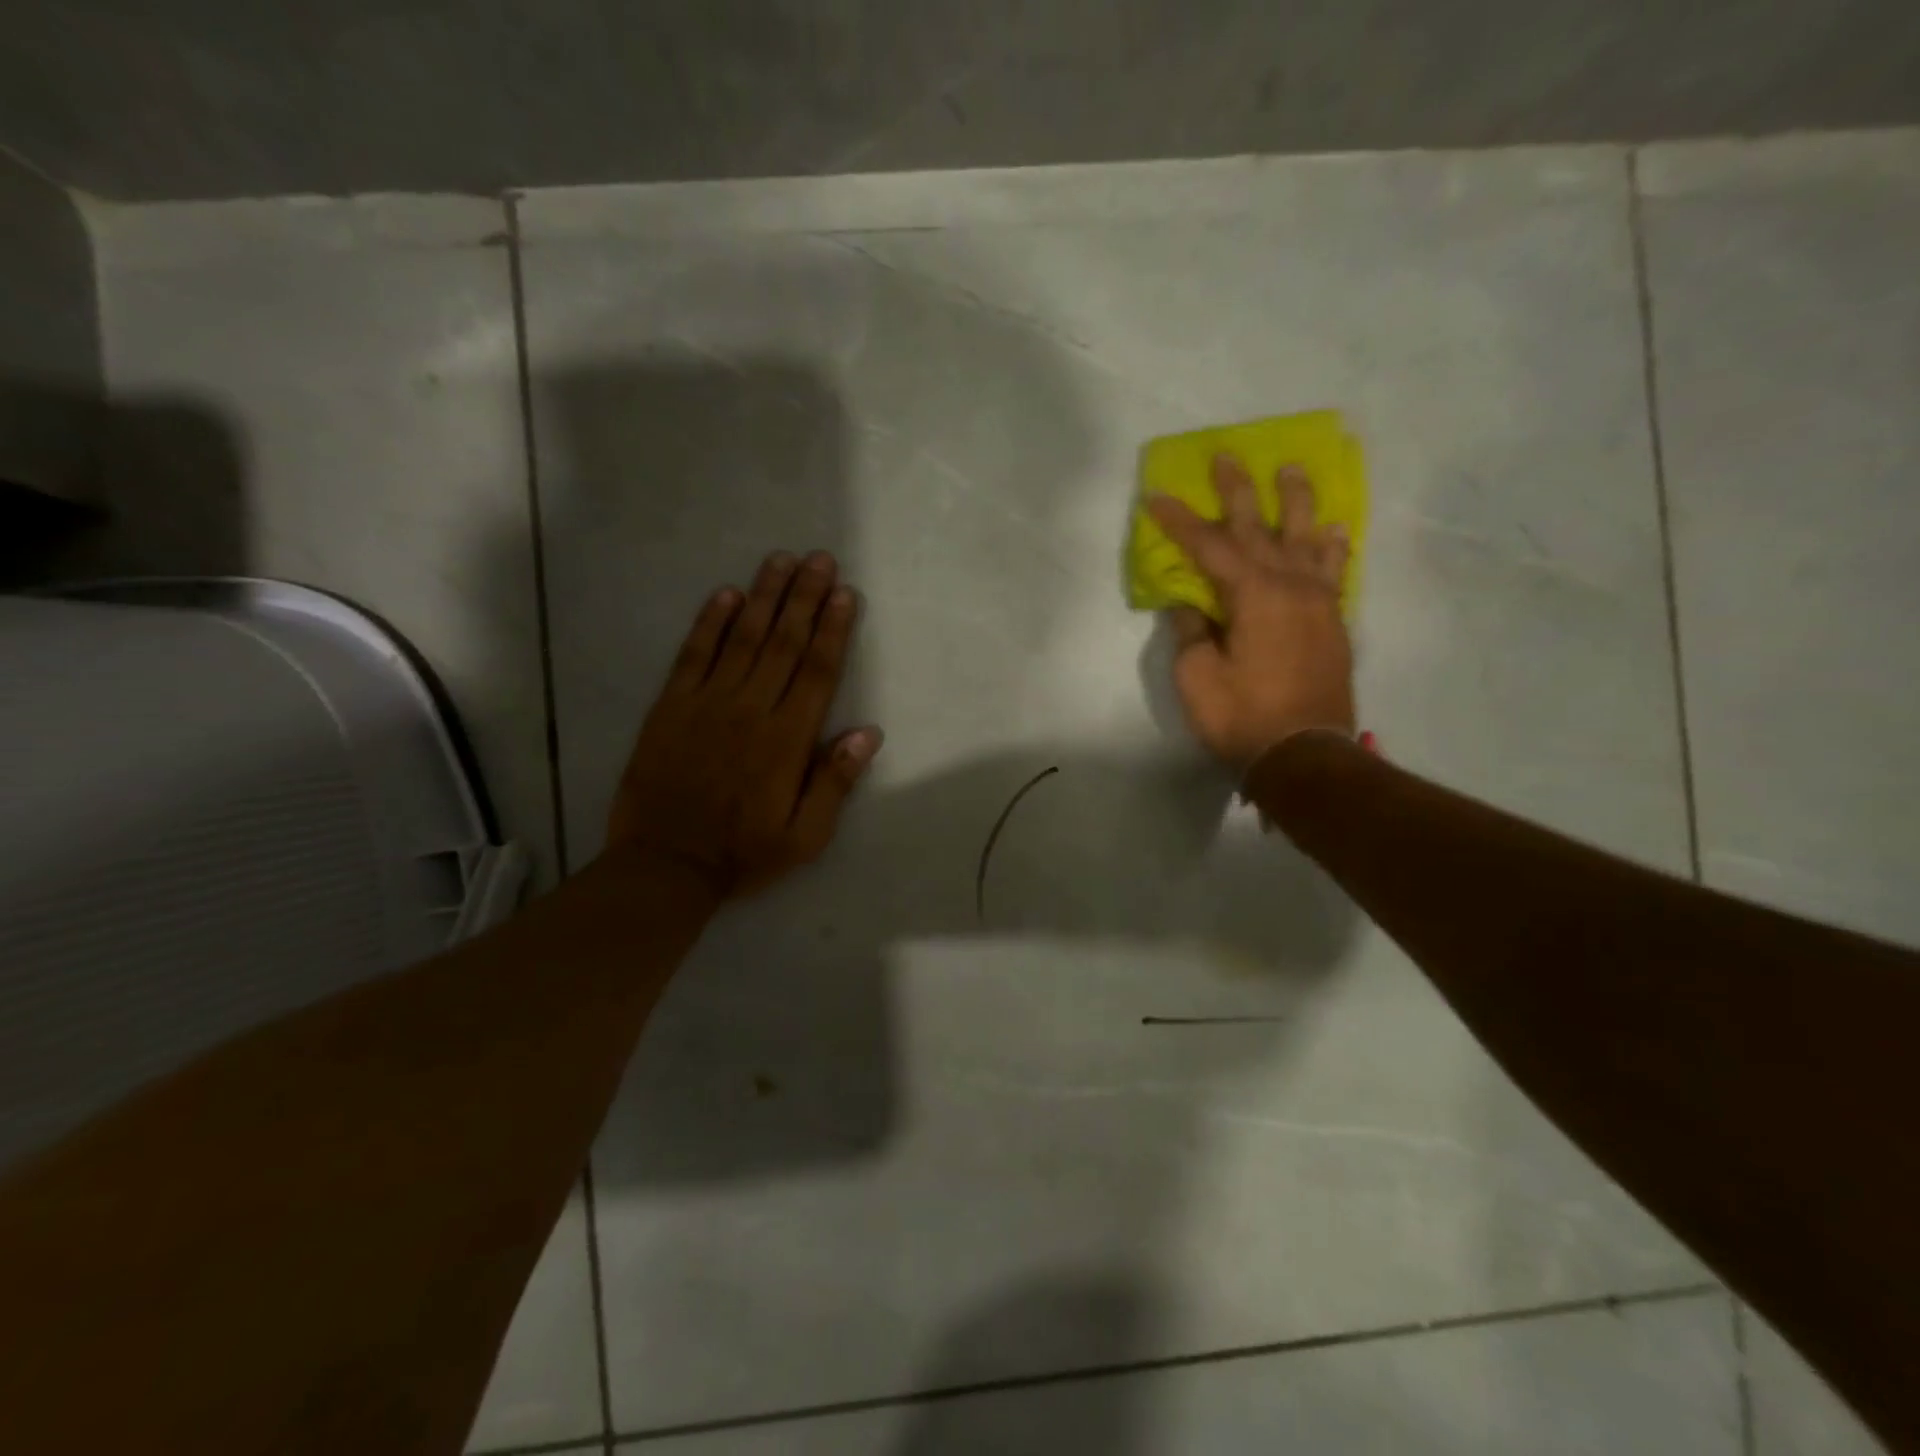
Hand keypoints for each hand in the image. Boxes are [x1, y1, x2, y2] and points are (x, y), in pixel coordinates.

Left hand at [605, 550, 882, 897]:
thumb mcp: (806, 835)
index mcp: (787, 740)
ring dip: (763, 596)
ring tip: (780, 561)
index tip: (844, 593)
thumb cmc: (744, 853)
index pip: (816, 671)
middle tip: (818, 558)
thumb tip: (868, 732)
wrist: (665, 866)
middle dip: (804, 597)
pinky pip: (693, 655)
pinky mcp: (670, 707)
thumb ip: (835, 782)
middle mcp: (750, 709)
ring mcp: (707, 703)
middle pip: (783, 642)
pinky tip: (725, 595)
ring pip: (742, 639)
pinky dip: (709, 623)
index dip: (832, 629)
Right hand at [1148, 455, 1355, 767]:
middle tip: (1226, 457)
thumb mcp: (1198, 677)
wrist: (1304, 755)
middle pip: (1260, 528)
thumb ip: (1191, 632)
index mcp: (1253, 595)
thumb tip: (1188, 604)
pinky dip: (1331, 548)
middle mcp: (1290, 586)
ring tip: (1292, 471)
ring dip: (1297, 502)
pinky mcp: (1333, 624)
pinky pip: (1333, 572)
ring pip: (1306, 539)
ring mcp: (1318, 603)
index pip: (1209, 547)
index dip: (1180, 521)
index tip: (1156, 498)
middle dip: (1238, 491)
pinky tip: (1333, 532)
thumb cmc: (1242, 717)